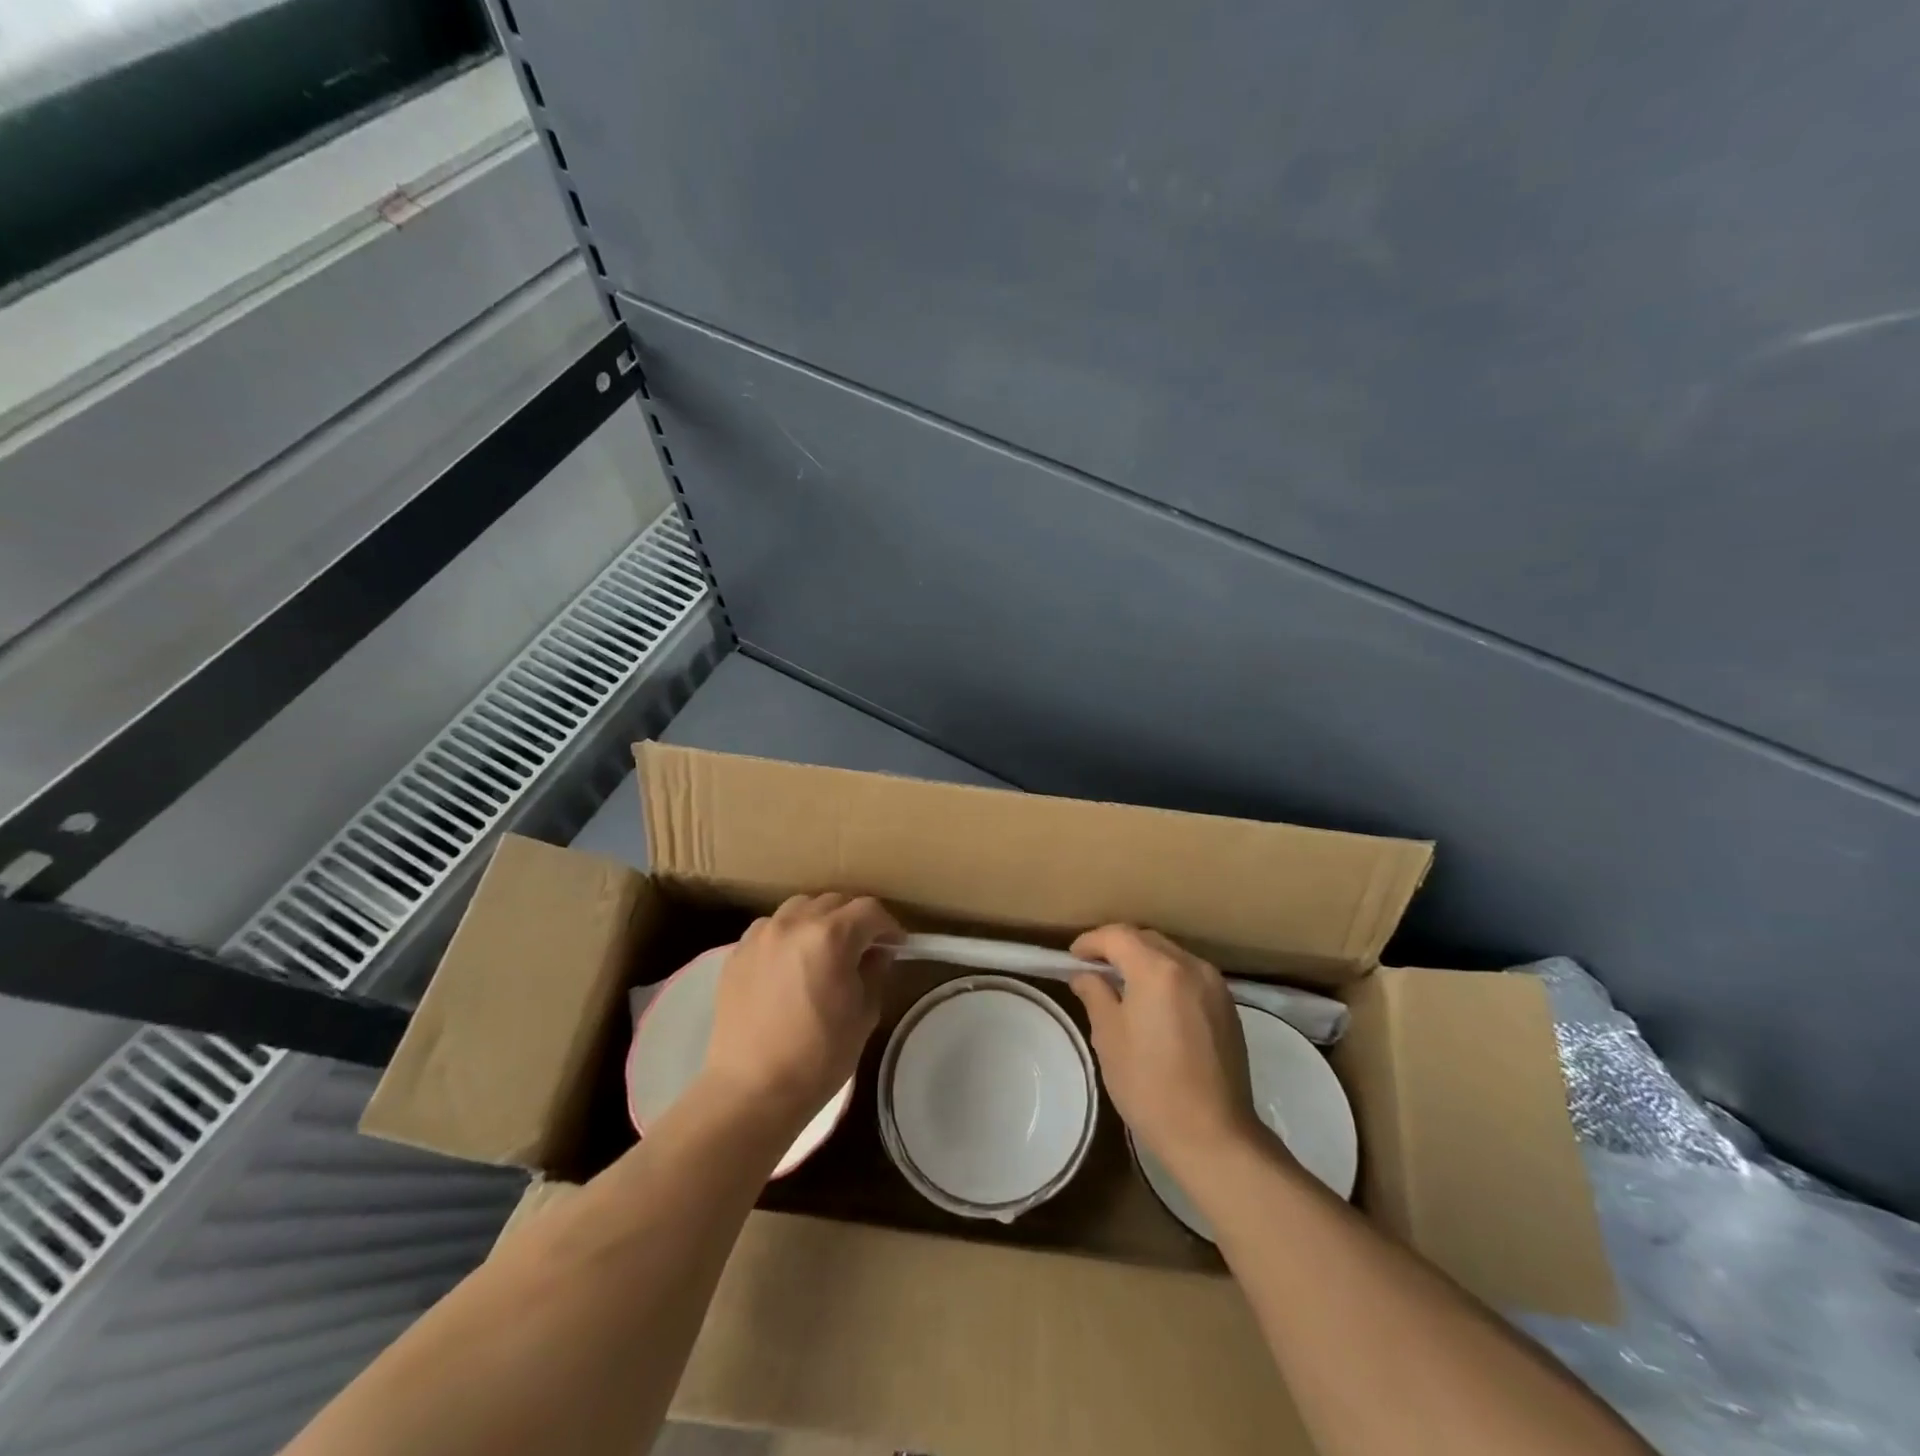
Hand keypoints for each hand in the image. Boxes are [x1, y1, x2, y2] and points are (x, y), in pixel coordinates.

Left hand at [701, 893, 901, 1125]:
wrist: (751, 1090)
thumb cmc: (818, 1057)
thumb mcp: (863, 1015)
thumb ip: (874, 974)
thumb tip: (876, 954)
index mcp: (831, 936)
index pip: (869, 910)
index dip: (888, 925)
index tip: (895, 945)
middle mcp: (794, 924)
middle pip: (834, 902)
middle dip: (854, 920)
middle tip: (863, 947)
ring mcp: (761, 935)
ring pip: (799, 907)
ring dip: (819, 920)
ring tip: (824, 948)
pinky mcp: (737, 952)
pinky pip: (771, 927)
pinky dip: (788, 933)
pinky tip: (791, 961)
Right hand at [1069, 925, 1266, 1175]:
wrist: (1214, 1136)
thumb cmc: (1150, 1086)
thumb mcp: (1109, 1038)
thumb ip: (1095, 995)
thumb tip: (1085, 976)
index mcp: (1158, 969)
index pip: (1118, 936)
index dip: (1091, 942)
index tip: (1072, 957)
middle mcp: (1191, 966)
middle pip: (1146, 940)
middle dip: (1117, 947)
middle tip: (1092, 968)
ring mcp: (1215, 985)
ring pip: (1170, 955)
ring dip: (1143, 961)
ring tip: (1121, 984)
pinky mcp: (1227, 1007)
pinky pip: (1188, 975)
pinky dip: (1166, 976)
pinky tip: (1153, 1002)